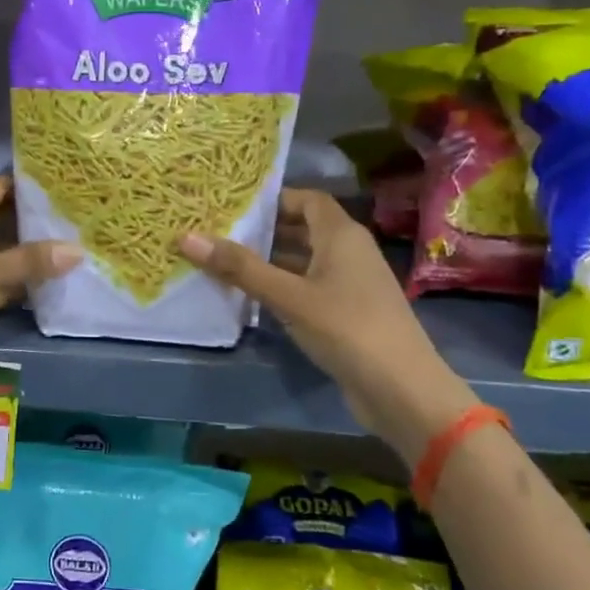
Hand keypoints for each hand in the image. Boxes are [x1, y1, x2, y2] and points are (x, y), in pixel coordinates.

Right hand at [179, 188, 473, 462]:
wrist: (402, 390)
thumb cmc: (347, 328)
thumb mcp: (288, 296)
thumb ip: (240, 268)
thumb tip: (186, 237)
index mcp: (342, 235)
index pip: (307, 199)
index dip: (273, 199)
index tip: (233, 206)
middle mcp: (350, 252)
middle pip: (304, 229)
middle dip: (264, 231)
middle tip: (219, 233)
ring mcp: (351, 285)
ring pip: (305, 261)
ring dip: (270, 262)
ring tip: (225, 263)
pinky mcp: (348, 314)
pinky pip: (309, 288)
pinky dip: (283, 287)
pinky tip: (252, 298)